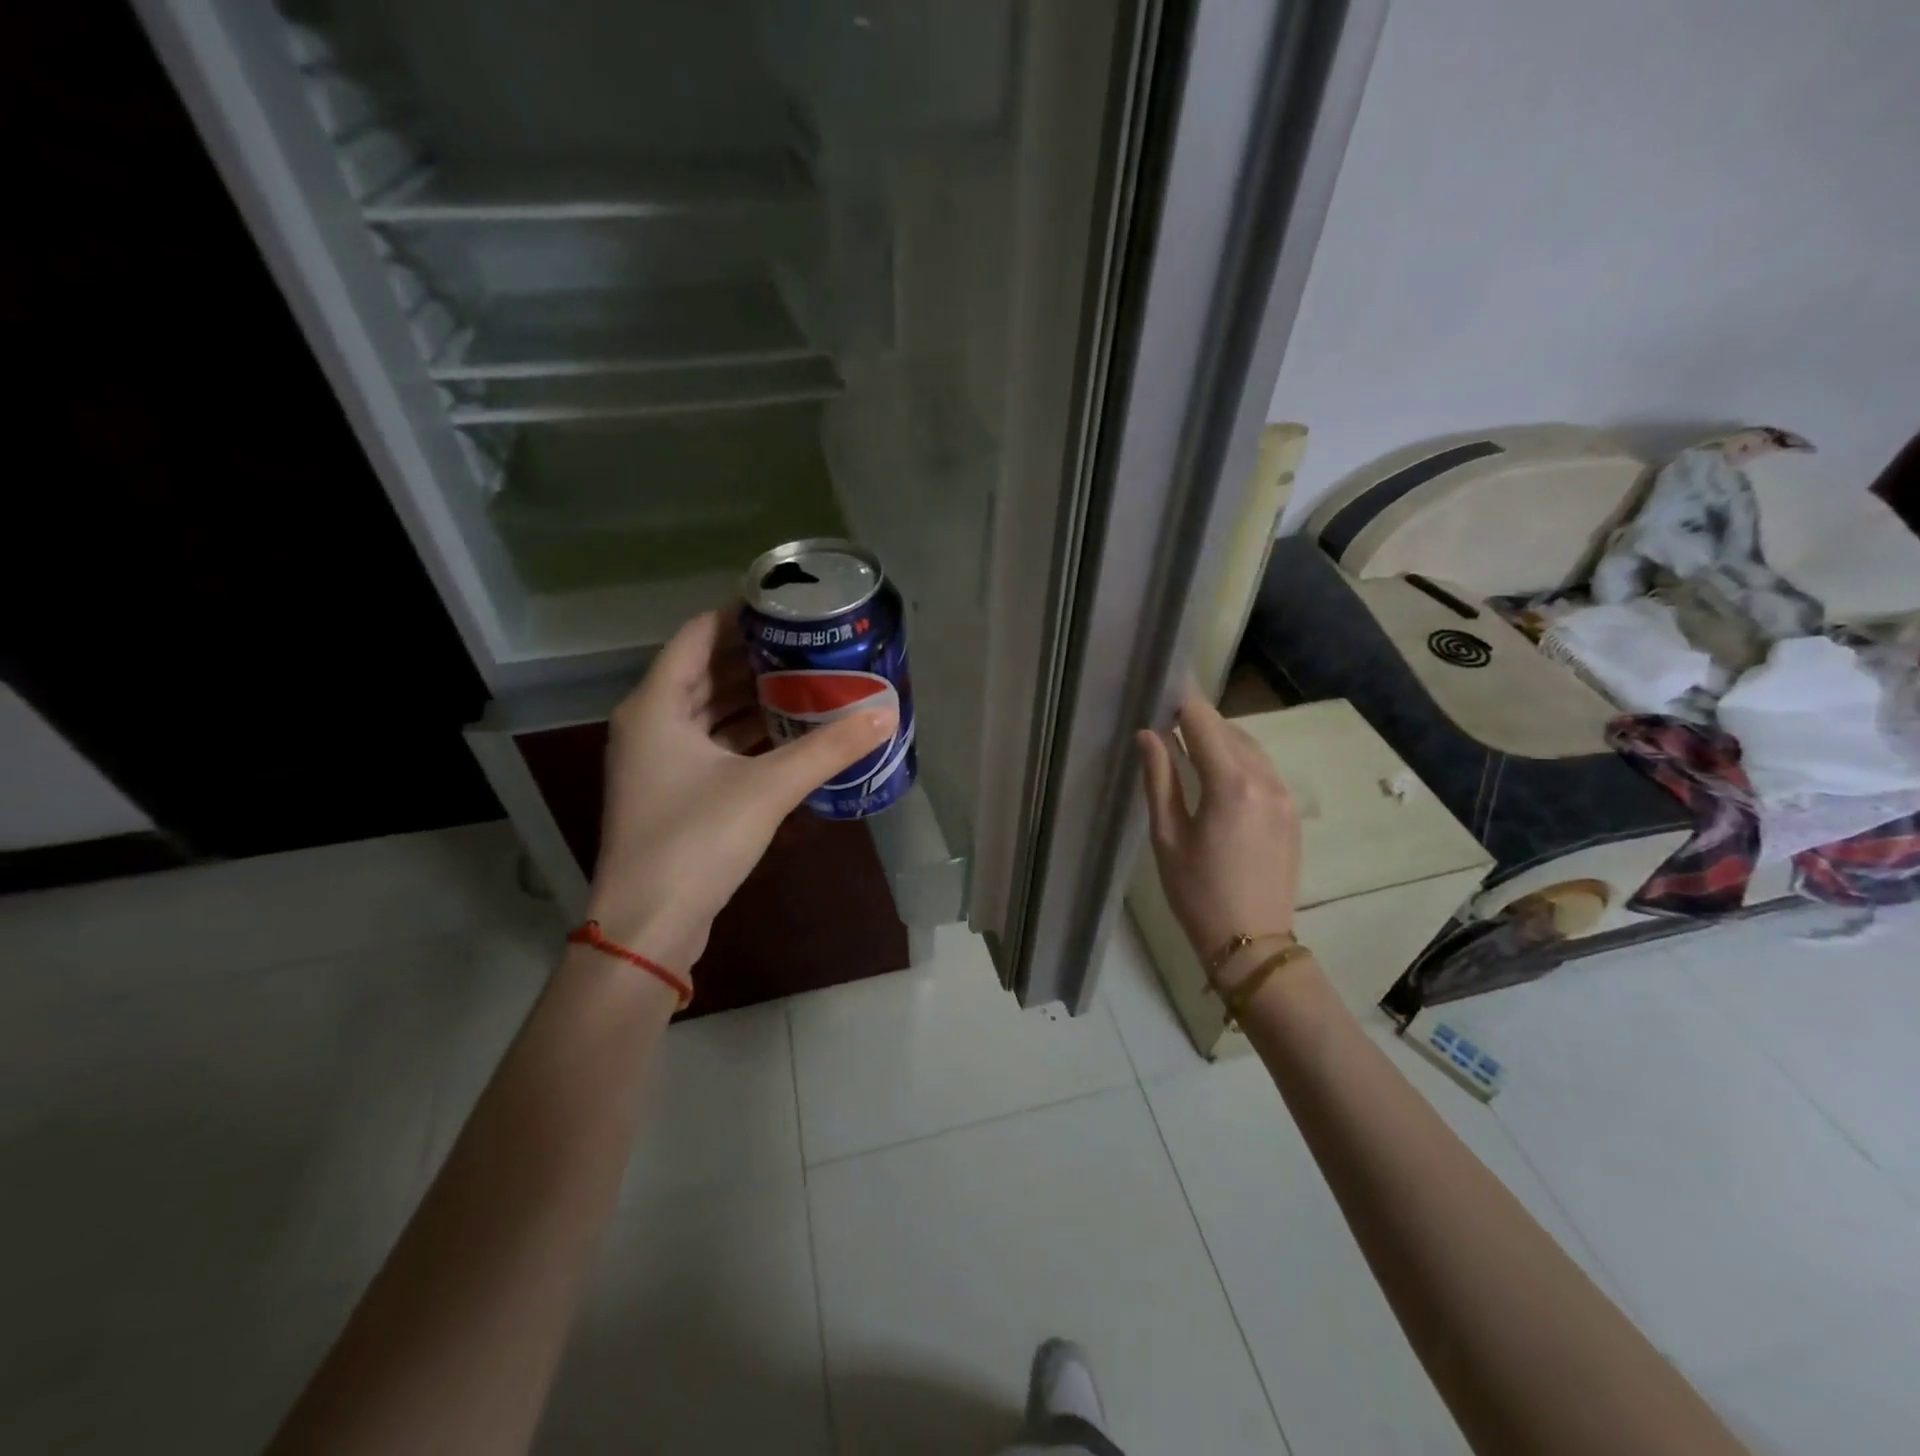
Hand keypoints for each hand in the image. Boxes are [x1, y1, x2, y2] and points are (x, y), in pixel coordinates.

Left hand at [585, 609, 895, 974]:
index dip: (740, 615)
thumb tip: (885, 715)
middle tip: (810, 643)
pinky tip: (789, 732)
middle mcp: (650, 723)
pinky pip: (713, 743)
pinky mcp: (673, 791)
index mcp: (656, 705)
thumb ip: (827, 749)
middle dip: (756, 657)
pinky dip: (746, 733)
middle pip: (705, 670)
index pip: (698, 634)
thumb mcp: (767, 788)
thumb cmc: (696, 841)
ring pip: (710, 710)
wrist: (649, 925)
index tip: (788, 606)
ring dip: (754, 697)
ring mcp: (658, 760)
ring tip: (808, 680)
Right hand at [1135, 689, 1300, 977]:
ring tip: (1187, 746)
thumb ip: (1159, 779)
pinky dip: (1239, 760)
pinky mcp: (1291, 813)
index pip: (1204, 723)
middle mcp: (1265, 781)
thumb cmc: (1197, 893)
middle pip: (1229, 731)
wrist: (1252, 944)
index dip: (1183, 699)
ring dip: (1220, 740)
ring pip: (1250, 748)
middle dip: (1199, 720)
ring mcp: (1284, 796)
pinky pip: (1264, 770)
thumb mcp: (1167, 836)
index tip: (1165, 681)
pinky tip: (1217, 775)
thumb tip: (1149, 735)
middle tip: (1167, 718)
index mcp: (1231, 785)